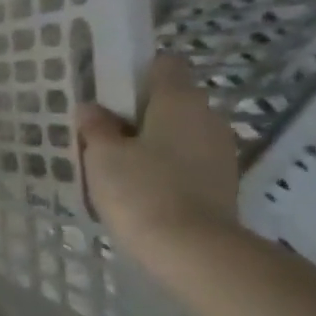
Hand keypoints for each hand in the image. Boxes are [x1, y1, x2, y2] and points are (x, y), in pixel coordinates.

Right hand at [77, 55, 239, 256]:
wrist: (193, 251)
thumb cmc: (141, 190)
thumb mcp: (102, 154)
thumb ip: (95, 126)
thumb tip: (92, 108)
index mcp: (179, 99)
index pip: (164, 64)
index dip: (137, 71)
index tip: (110, 93)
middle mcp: (208, 116)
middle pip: (172, 99)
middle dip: (140, 111)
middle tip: (105, 133)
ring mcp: (221, 151)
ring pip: (180, 132)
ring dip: (154, 141)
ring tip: (120, 165)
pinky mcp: (223, 182)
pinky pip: (188, 160)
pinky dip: (167, 166)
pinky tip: (142, 188)